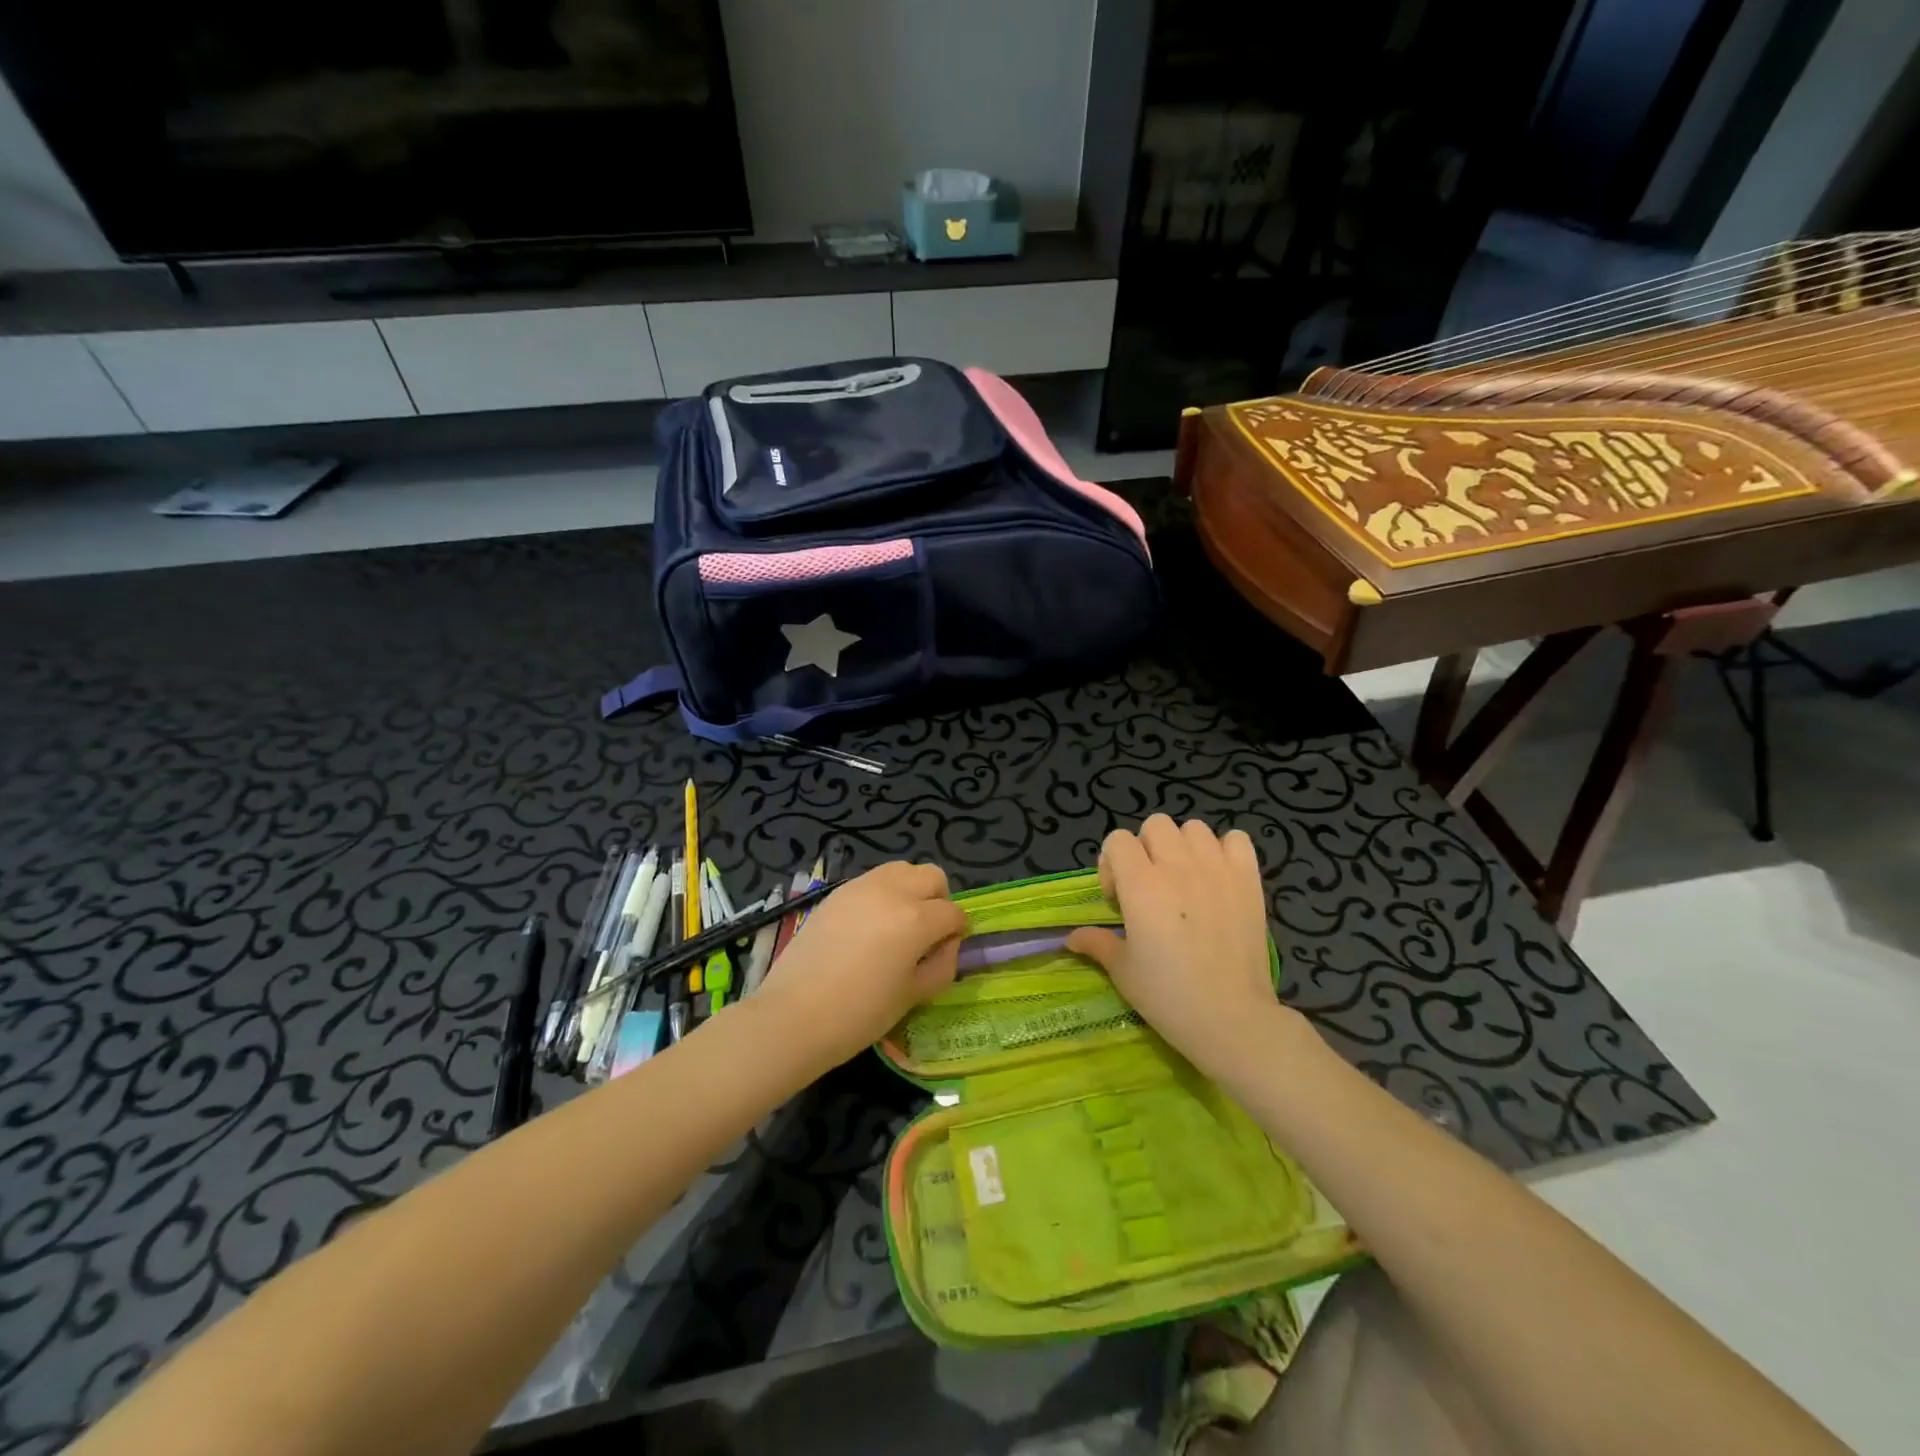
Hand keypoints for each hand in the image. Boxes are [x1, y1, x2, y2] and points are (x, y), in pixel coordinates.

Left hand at [754, 861, 965, 1069]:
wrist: (793, 1015)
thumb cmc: (860, 1014)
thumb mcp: (913, 995)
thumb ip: (942, 965)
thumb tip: (946, 944)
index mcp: (917, 918)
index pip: (953, 913)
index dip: (957, 932)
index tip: (947, 951)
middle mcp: (892, 891)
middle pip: (931, 876)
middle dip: (938, 900)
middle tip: (927, 933)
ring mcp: (861, 887)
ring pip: (901, 870)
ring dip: (910, 890)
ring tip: (898, 925)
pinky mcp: (836, 893)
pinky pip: (872, 880)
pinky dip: (882, 894)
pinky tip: (869, 927)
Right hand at [1067, 815, 1287, 1083]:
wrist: (1232, 1019)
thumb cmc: (1168, 996)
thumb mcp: (1123, 971)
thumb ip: (1097, 943)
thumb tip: (1071, 938)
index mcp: (1141, 885)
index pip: (1117, 840)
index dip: (1112, 864)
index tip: (1119, 900)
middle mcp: (1177, 867)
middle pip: (1155, 825)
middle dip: (1146, 849)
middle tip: (1150, 887)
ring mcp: (1217, 870)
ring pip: (1194, 828)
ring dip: (1183, 847)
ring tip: (1185, 880)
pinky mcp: (1249, 880)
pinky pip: (1237, 839)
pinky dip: (1225, 850)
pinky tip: (1218, 877)